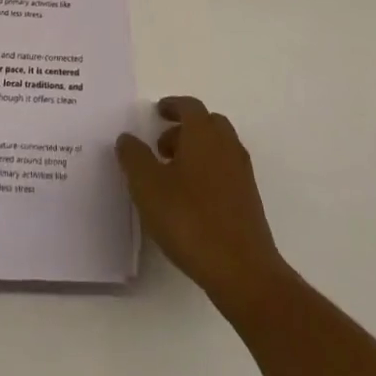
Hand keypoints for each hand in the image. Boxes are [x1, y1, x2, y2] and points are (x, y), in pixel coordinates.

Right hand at [117, 97, 285, 306]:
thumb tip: (127, 138)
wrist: (242, 270)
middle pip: (206, 124)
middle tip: (161, 147)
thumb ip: (134, 158)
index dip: (172, 106)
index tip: (158, 112)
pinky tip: (192, 201)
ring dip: (196, 152)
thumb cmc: (190, 220)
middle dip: (183, 129)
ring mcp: (241, 172)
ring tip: (173, 177)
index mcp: (204, 132)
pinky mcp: (249, 199)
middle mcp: (226, 144)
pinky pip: (226, 171)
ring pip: (217, 148)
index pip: (189, 106)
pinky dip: (208, 173)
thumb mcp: (148, 187)